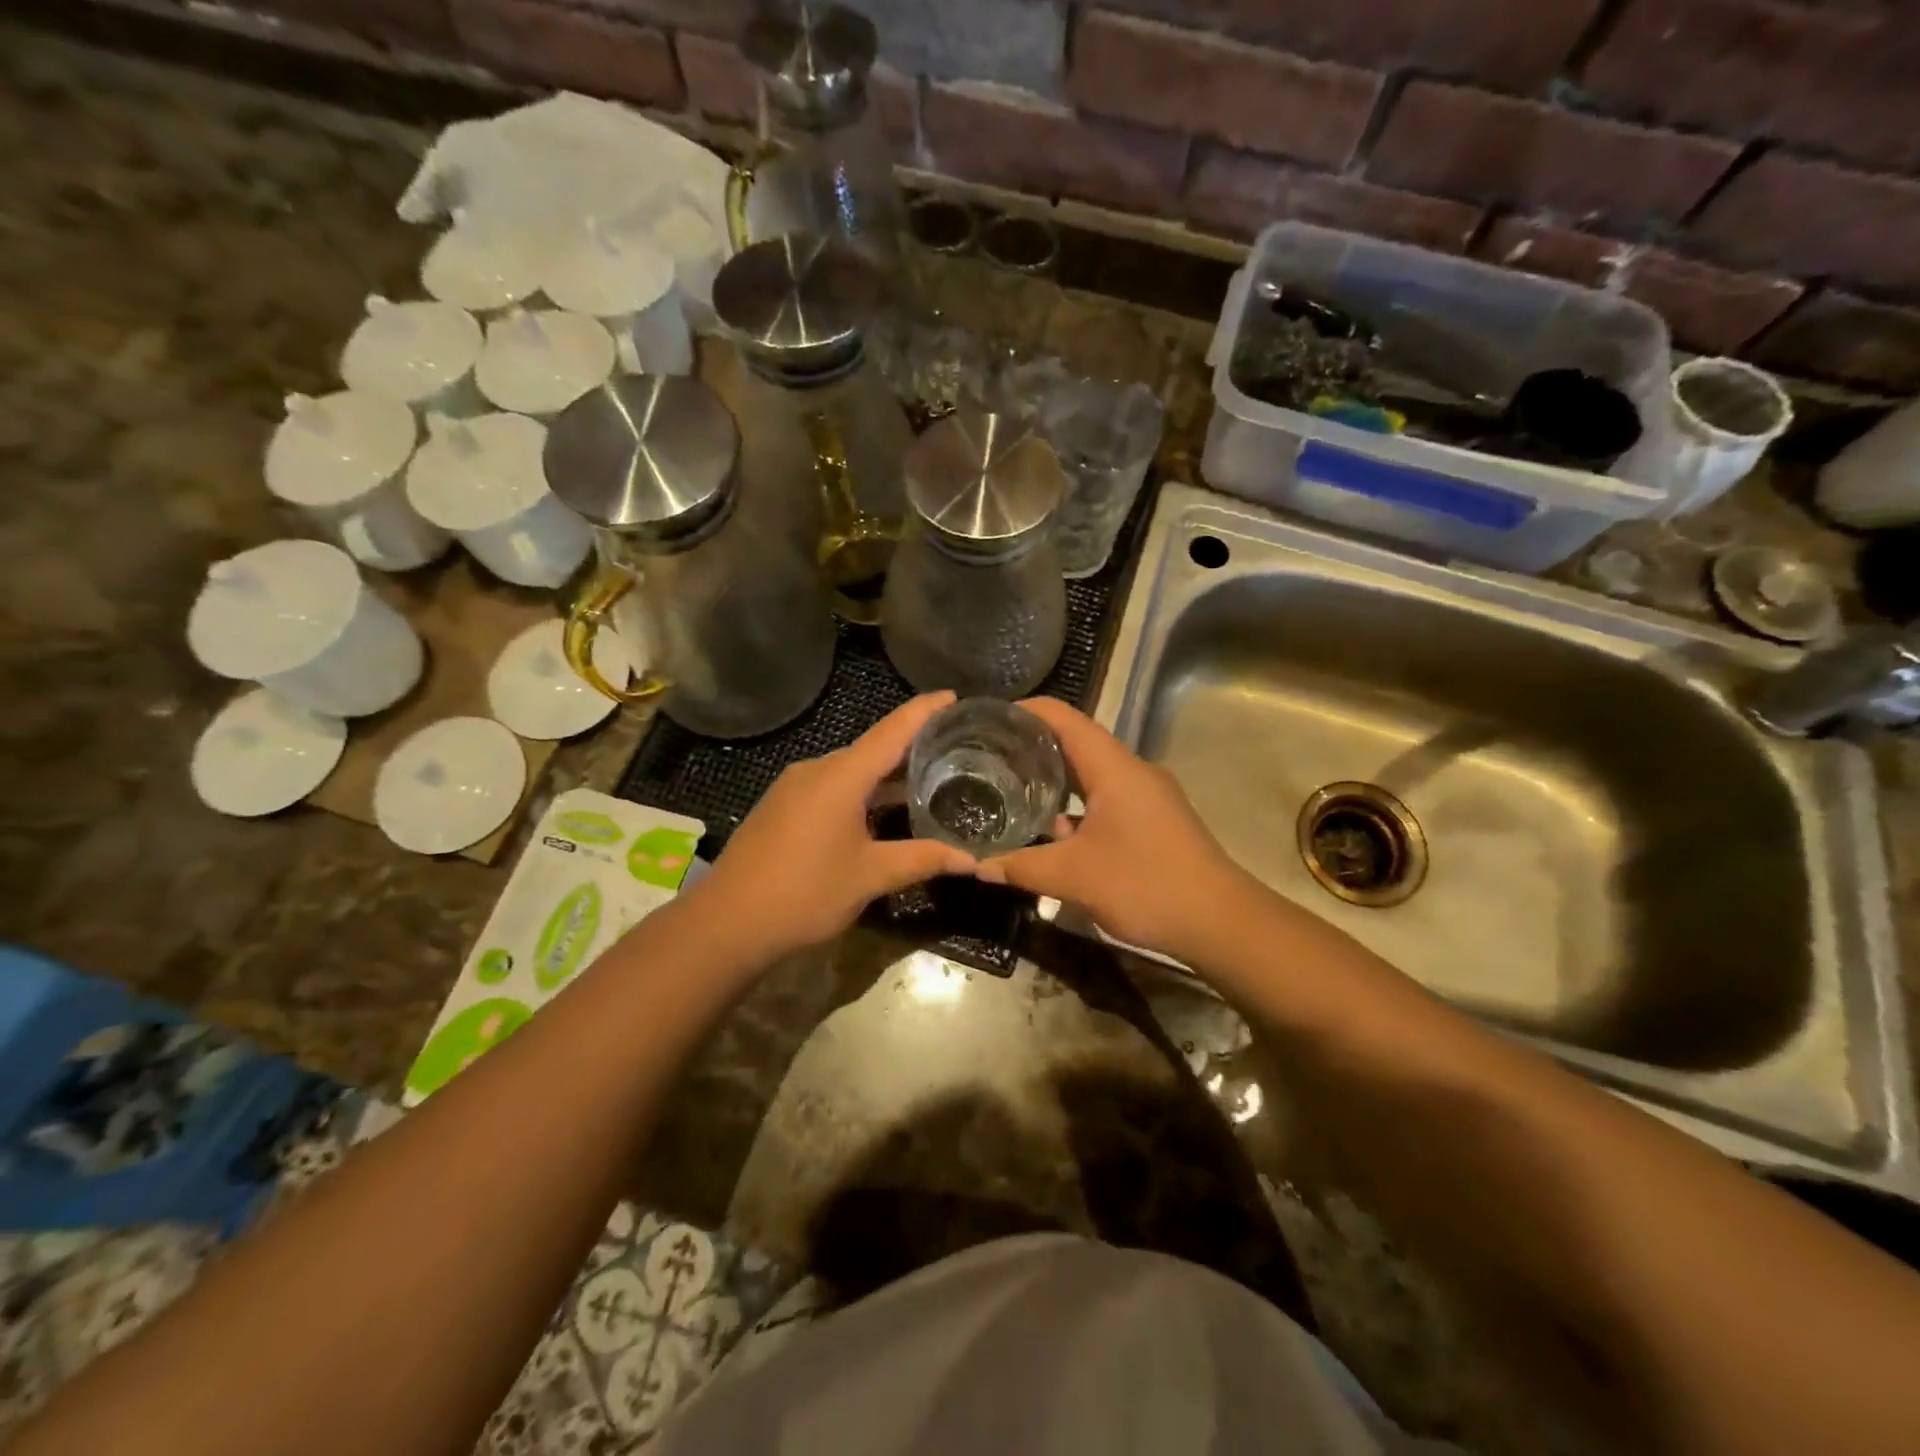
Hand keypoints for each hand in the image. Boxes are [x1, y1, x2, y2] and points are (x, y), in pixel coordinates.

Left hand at [691, 692, 975, 958]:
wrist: (727, 922)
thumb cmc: (805, 893)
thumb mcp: (870, 877)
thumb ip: (922, 859)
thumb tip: (971, 860)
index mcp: (841, 776)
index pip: (892, 731)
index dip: (923, 711)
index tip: (952, 695)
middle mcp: (816, 770)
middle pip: (871, 748)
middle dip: (910, 746)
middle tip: (952, 749)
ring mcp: (794, 787)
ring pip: (850, 770)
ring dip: (885, 774)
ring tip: (924, 780)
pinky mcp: (781, 806)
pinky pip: (831, 786)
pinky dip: (861, 790)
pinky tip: (879, 811)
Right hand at [974, 698, 1247, 957]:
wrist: (1220, 922)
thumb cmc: (1145, 884)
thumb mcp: (1073, 877)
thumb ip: (1020, 867)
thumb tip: (975, 866)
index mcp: (1113, 767)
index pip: (1063, 718)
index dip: (1024, 711)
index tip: (987, 720)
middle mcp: (1131, 771)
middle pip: (1075, 743)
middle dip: (1031, 747)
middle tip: (987, 758)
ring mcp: (1146, 796)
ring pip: (1091, 775)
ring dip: (1053, 779)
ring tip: (1009, 789)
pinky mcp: (1153, 821)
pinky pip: (1104, 799)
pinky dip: (1074, 806)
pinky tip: (1050, 832)